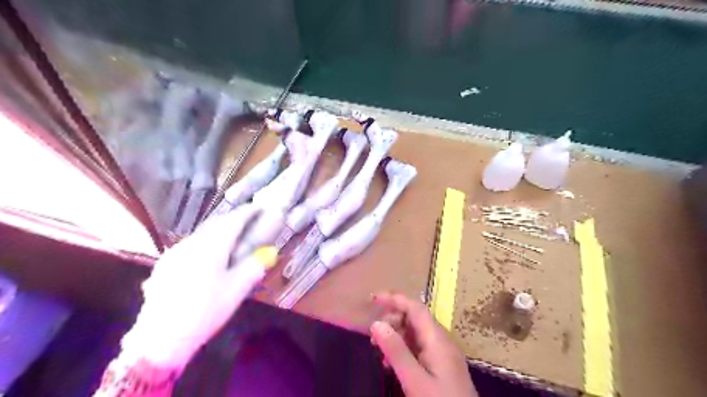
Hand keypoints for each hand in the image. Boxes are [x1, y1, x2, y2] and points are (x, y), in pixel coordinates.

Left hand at [120, 204, 276, 371]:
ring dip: (219, 229)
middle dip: (234, 219)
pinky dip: (206, 241)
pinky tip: (209, 255)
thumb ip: (253, 267)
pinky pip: (191, 244)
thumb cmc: (204, 313)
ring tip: (232, 237)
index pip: (233, 221)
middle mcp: (191, 244)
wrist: (159, 339)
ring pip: (202, 233)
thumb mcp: (236, 291)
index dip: (248, 212)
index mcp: (211, 248)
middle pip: (216, 223)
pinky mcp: (166, 264)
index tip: (260, 208)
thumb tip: (269, 252)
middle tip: (249, 220)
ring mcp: (175, 253)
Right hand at [368, 291, 476, 395]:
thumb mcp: (415, 380)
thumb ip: (396, 351)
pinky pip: (418, 347)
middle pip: (414, 318)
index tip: (373, 299)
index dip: (395, 299)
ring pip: (415, 333)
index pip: (415, 308)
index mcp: (437, 339)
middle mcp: (441, 340)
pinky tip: (392, 363)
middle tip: (373, 338)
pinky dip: (403, 349)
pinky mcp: (441, 365)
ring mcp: (442, 353)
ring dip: (396, 336)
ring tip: (380, 352)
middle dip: (392, 321)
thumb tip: (376, 324)